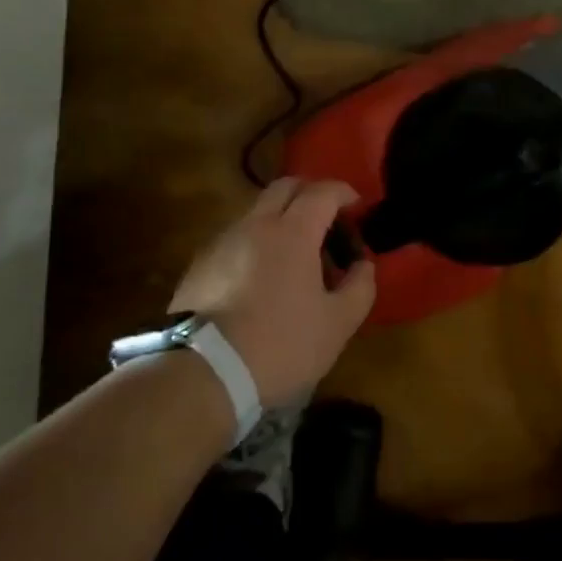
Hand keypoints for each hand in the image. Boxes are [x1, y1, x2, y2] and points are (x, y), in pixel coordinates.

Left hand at [169, 178, 375, 406]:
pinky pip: (236, 237)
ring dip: (281, 218)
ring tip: (295, 254)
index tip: (357, 206)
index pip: (323, 192)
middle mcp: (255, 224)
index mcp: (293, 231)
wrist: (203, 373)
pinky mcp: (199, 264)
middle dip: (310, 194)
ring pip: (257, 211)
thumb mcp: (337, 324)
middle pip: (285, 187)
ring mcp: (222, 241)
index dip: (344, 193)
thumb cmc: (280, 344)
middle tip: (328, 220)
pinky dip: (257, 242)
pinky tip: (262, 277)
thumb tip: (362, 264)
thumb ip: (360, 286)